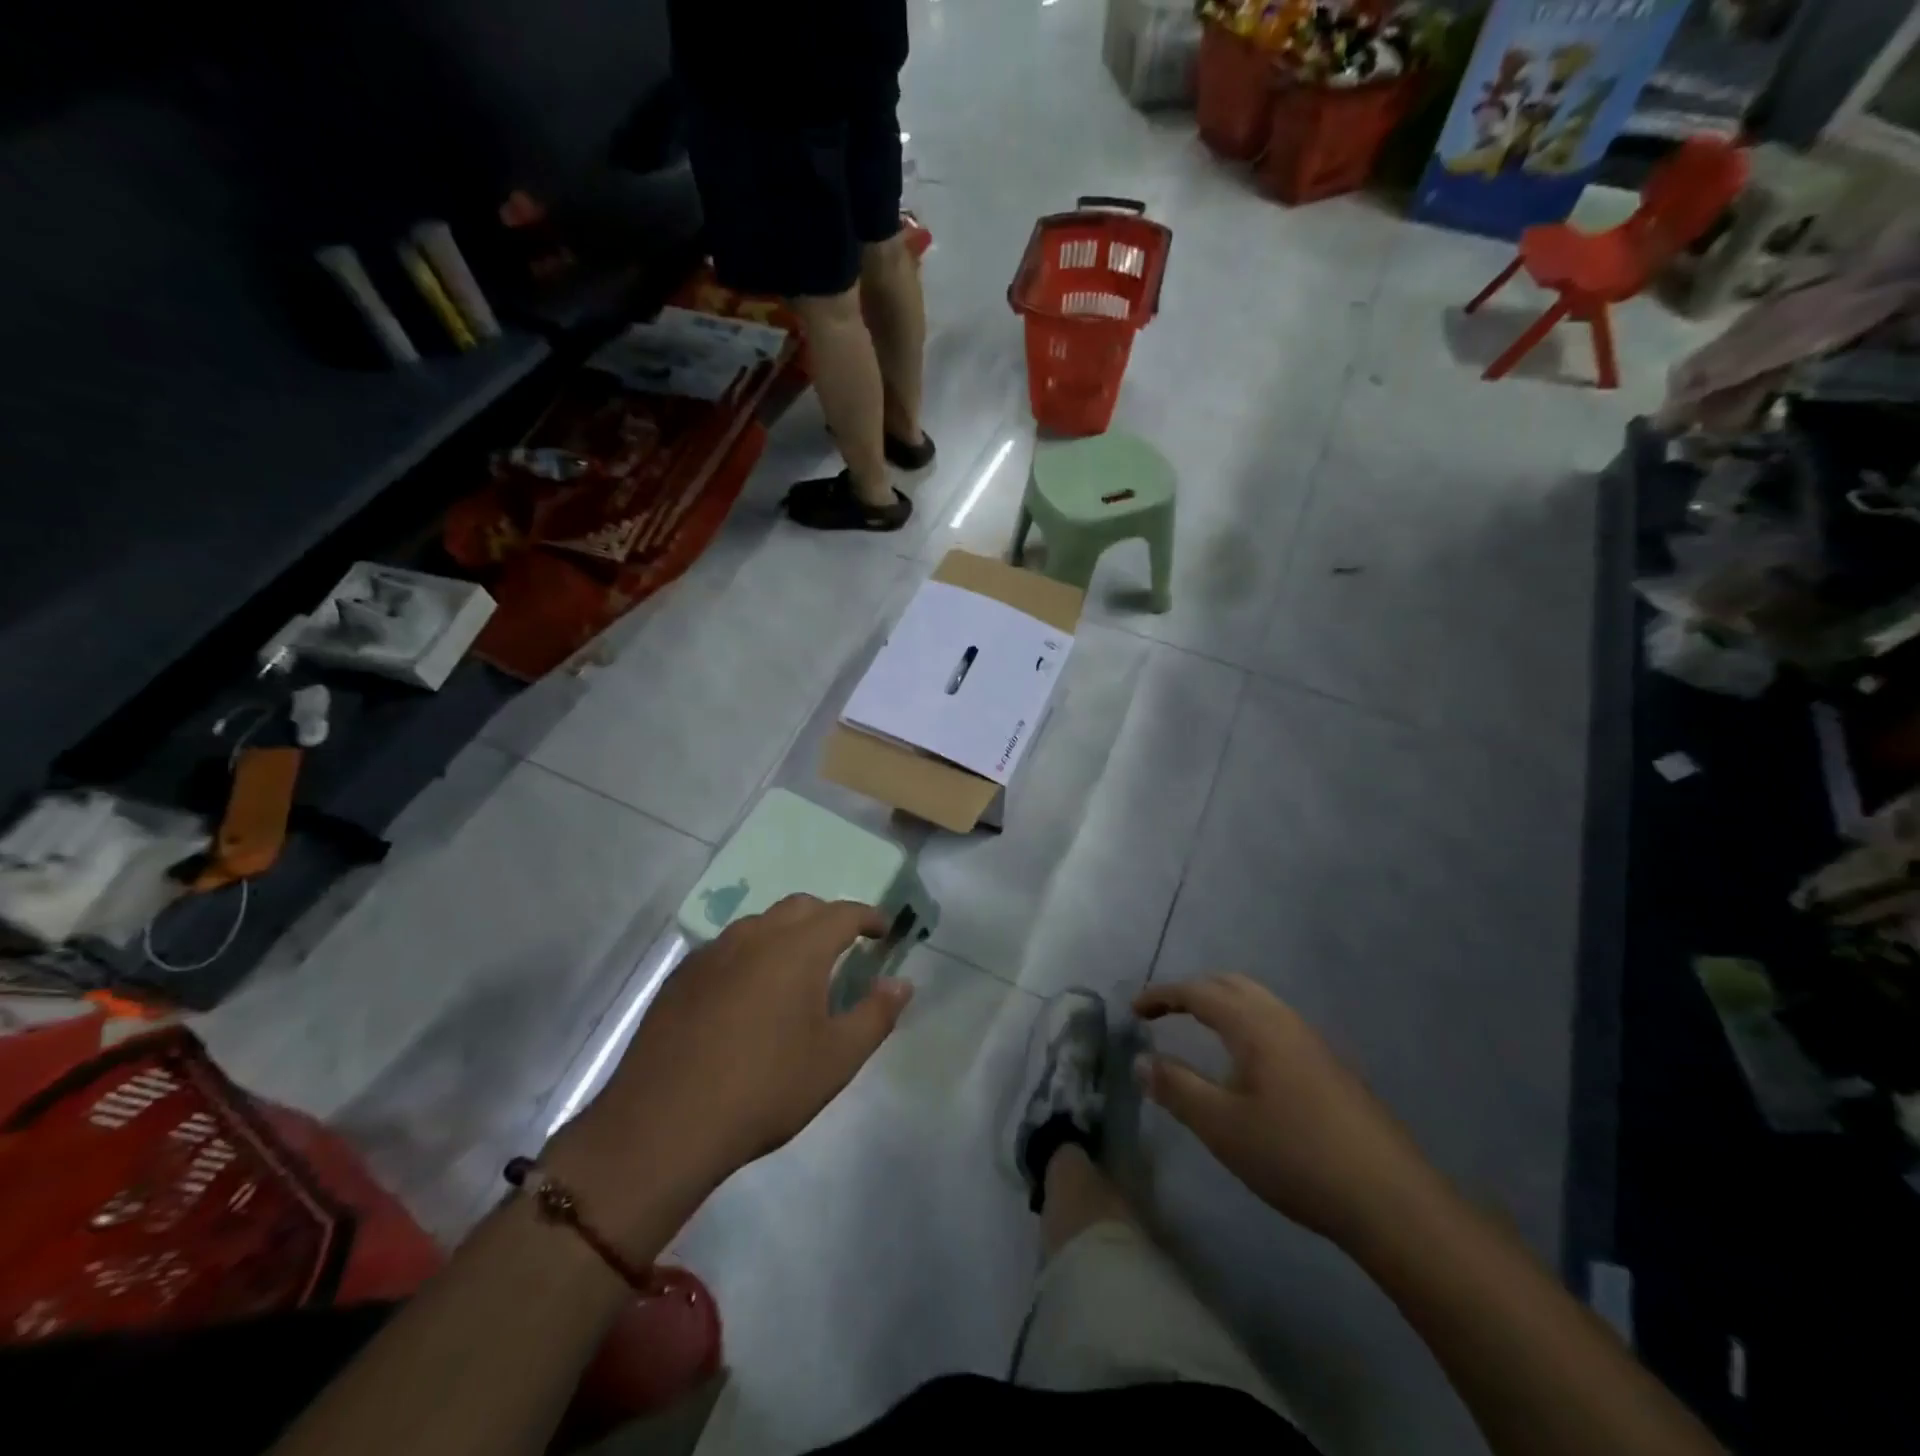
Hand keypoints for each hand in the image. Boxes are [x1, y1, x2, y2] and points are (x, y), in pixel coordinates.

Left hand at [559, 896, 913, 1222]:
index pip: (843, 913)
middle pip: (800, 907)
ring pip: (760, 923)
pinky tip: (747, 995)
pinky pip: (727, 948)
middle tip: (843, 948)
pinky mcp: (682, 977)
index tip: (883, 932)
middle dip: (828, 918)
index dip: (869, 918)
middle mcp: (755, 936)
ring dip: (787, 933)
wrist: (664, 1124)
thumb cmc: (765, 1088)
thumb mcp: (836, 1059)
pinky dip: (751, 954)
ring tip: (796, 970)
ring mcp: (713, 953)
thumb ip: (876, 1015)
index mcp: (798, 948)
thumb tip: (901, 983)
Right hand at [1134, 975, 1432, 1243]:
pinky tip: (1246, 1065)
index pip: (1198, 991)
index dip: (1161, 995)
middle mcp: (1284, 1020)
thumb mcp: (1221, 1126)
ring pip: (1258, 1003)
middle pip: (1231, 985)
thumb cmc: (1294, 1155)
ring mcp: (1313, 1042)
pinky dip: (1246, 1024)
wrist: (1390, 1200)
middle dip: (1192, 991)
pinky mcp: (1331, 1067)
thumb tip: (1141, 1060)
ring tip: (1198, 1032)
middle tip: (1163, 1013)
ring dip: (1222, 1006)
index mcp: (1254, 1024)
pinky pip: (1276, 1024)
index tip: (1134, 1010)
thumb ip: (1176, 1088)